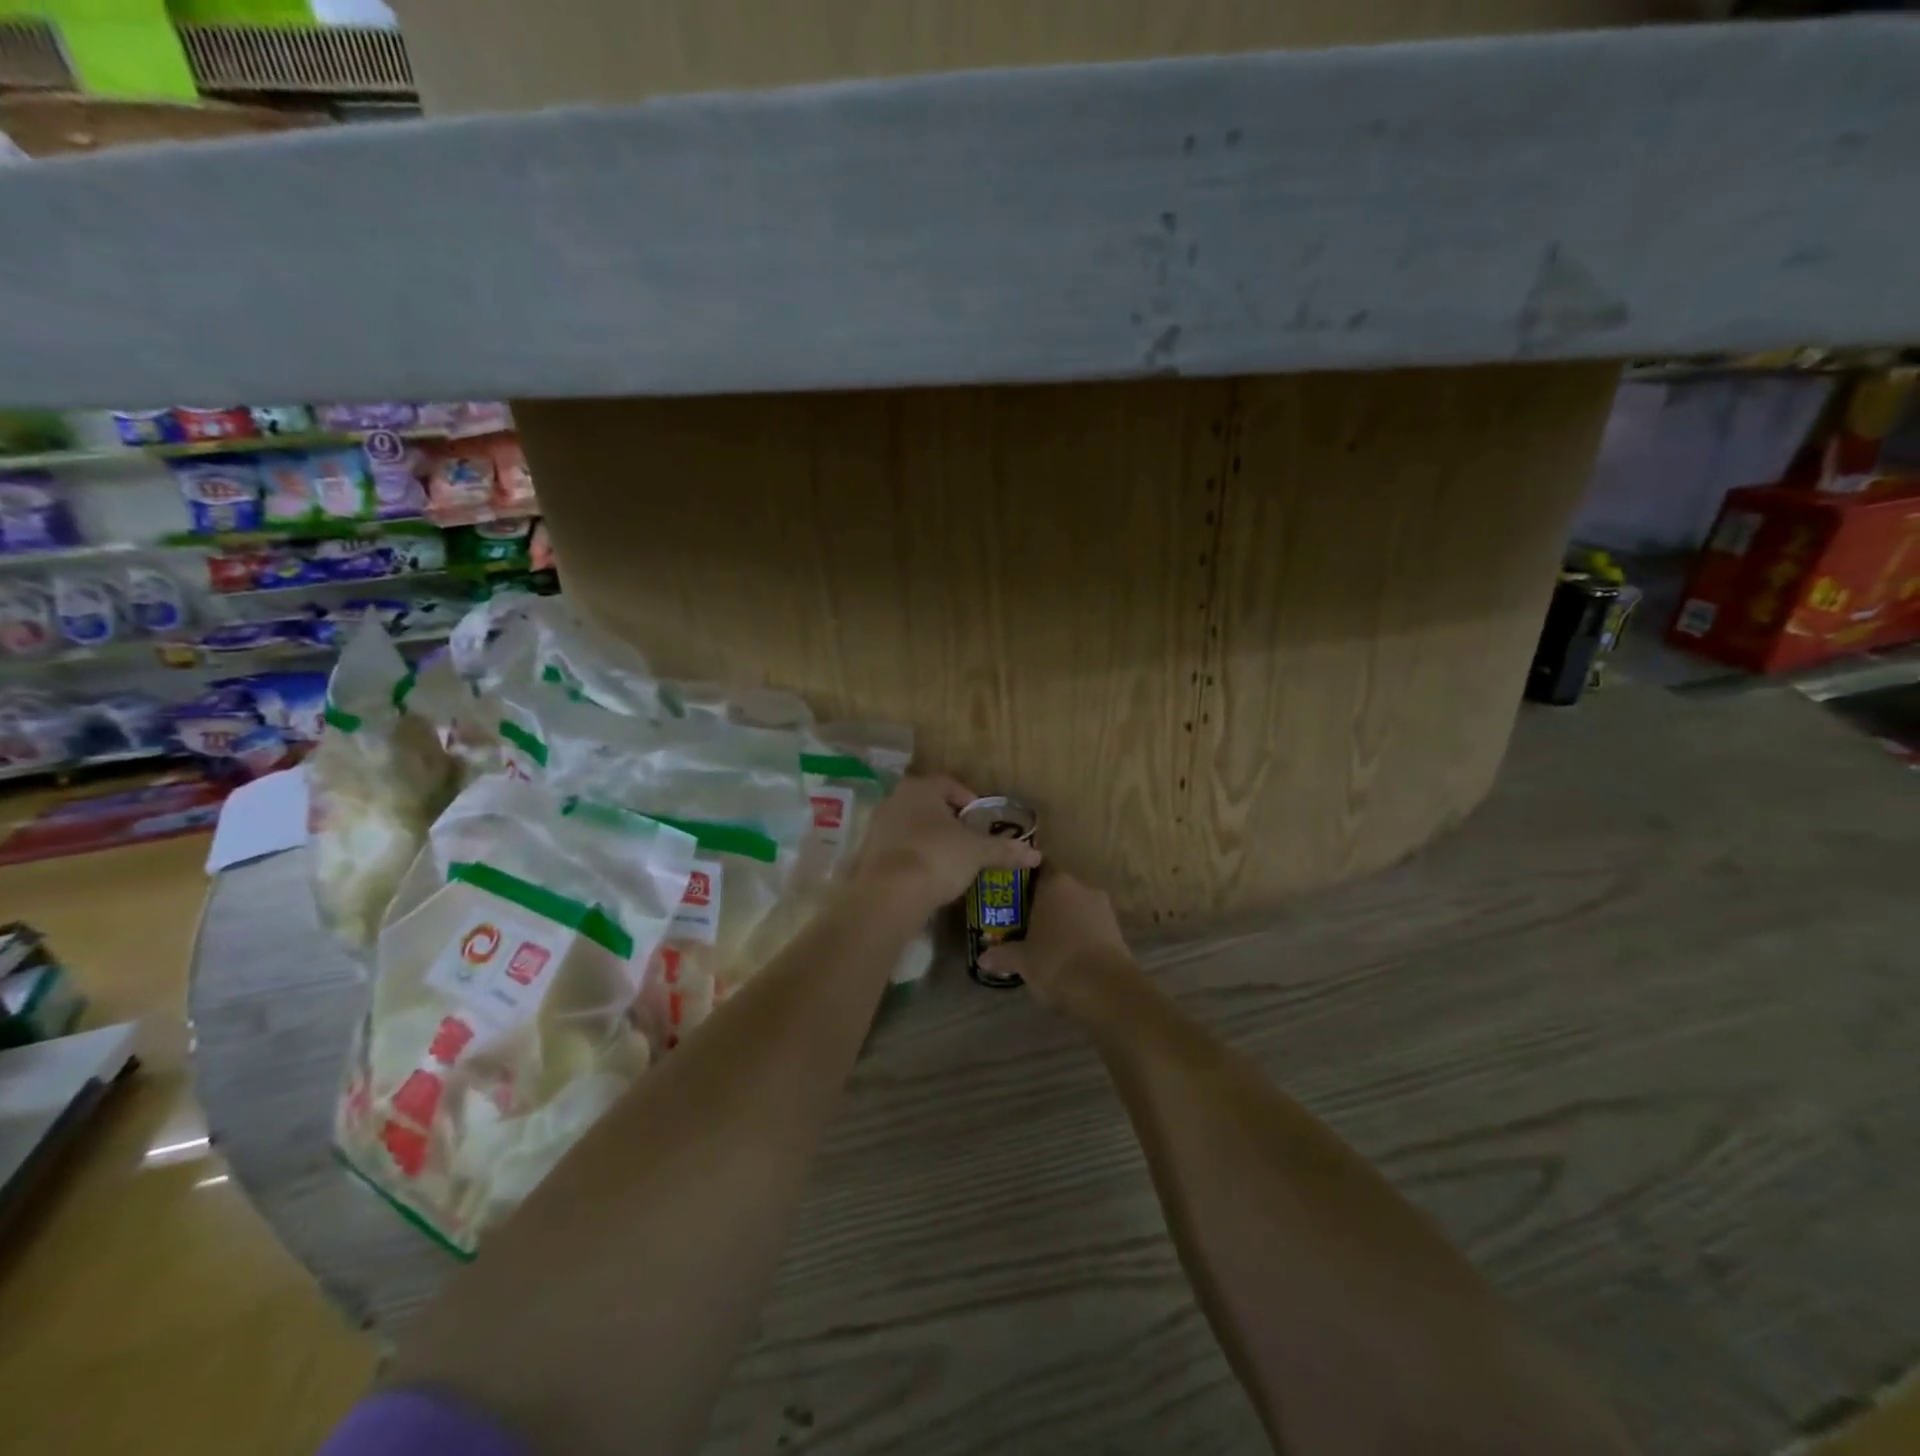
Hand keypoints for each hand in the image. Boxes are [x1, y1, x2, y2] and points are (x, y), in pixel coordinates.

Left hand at [851, 775, 1041, 918]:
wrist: (888, 895)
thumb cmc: (937, 857)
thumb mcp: (977, 853)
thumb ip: (1004, 850)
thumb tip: (1036, 854)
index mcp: (920, 788)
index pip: (950, 784)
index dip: (971, 801)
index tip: (983, 822)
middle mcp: (895, 799)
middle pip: (929, 805)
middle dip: (950, 821)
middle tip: (970, 841)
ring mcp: (877, 826)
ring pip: (912, 827)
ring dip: (931, 840)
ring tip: (952, 862)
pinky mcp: (867, 853)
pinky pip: (898, 849)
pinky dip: (914, 857)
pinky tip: (928, 877)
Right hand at [977, 871, 1135, 1015]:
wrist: (1107, 989)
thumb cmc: (1056, 962)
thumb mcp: (1022, 960)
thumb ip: (1002, 955)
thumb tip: (982, 959)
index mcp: (1056, 883)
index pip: (1038, 867)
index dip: (1024, 879)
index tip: (1010, 892)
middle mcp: (1081, 887)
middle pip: (1057, 888)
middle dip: (1042, 903)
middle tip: (1021, 921)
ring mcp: (1103, 908)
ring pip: (1076, 907)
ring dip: (1062, 920)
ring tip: (1043, 941)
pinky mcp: (1117, 930)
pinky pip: (1090, 925)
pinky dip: (1079, 935)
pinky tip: (1066, 955)